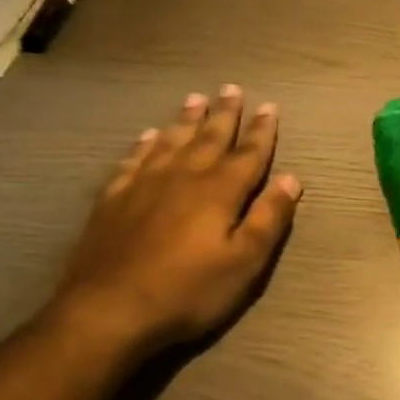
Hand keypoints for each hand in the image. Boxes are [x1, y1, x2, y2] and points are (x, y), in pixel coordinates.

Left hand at [52, 85, 301, 353]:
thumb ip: (269, 218)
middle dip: (224, 114)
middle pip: (209, 138)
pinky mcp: (113, 200)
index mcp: (220, 192)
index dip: (261, 131)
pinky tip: (147, 136)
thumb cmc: (188, 291)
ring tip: (195, 98)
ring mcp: (144, 185)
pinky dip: (144, 144)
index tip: (269, 106)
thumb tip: (291, 179)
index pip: (248, 153)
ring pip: (170, 141)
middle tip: (231, 88)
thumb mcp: (244, 262)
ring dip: (186, 120)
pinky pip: (133, 160)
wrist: (108, 311)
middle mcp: (183, 177)